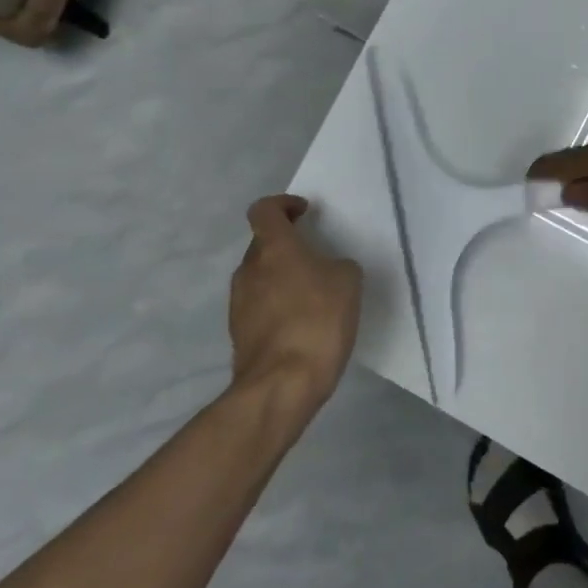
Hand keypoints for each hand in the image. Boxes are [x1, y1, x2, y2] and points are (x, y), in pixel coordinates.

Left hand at [229, 196, 362, 412]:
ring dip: (282, 278)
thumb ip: (337, 265)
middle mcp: (249, 270)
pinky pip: (260, 306)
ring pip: (261, 277)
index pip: (264, 210)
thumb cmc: (318, 320)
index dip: (283, 204)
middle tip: (316, 258)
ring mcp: (239, 303)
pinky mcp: (239, 332)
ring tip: (313, 295)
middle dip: (287, 246)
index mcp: (274, 249)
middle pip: (263, 245)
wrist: (283, 383)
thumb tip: (326, 271)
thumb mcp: (348, 282)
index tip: (304, 213)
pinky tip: (302, 324)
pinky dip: (278, 306)